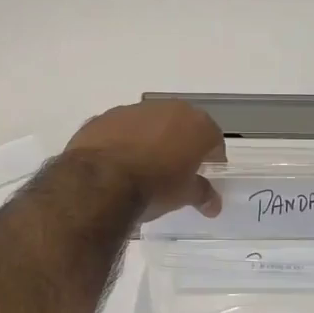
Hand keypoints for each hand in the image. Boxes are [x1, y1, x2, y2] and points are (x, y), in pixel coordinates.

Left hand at [64, 100, 225, 220]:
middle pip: (182, 125)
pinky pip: (122, 128)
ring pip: (150, 123)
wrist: (99, 181)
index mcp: (195, 124)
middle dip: (182, 144)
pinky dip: (124, 141)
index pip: (214, 139)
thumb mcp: (183, 196)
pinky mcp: (105, 116)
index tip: (206, 174)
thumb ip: (202, 194)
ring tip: (143, 167)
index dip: (212, 158)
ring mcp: (134, 109)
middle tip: (177, 169)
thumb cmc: (154, 187)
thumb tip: (213, 205)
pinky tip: (117, 163)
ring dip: (151, 139)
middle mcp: (168, 108)